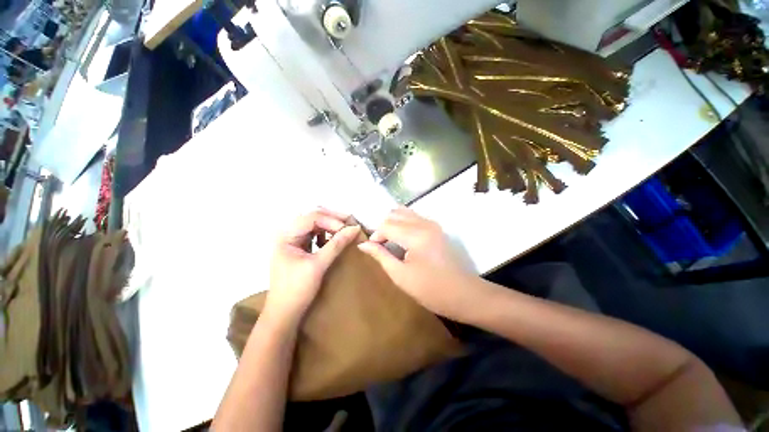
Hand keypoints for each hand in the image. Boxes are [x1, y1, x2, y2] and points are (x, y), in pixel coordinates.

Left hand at [264, 208, 359, 326]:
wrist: (285, 314)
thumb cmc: (297, 290)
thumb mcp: (319, 265)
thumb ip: (336, 244)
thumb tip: (354, 228)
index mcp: (286, 236)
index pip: (311, 218)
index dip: (331, 220)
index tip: (348, 228)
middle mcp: (287, 234)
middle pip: (312, 218)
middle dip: (332, 219)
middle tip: (350, 222)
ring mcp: (292, 241)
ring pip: (314, 224)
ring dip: (330, 225)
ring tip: (344, 228)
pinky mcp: (298, 248)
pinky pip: (314, 234)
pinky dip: (326, 234)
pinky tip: (334, 238)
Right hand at [358, 208, 481, 321]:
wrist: (463, 294)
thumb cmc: (430, 289)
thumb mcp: (400, 275)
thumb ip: (381, 255)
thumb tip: (363, 244)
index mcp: (415, 236)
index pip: (386, 224)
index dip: (376, 235)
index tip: (373, 249)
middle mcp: (424, 223)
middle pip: (394, 214)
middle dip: (383, 227)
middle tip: (381, 245)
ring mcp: (432, 224)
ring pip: (404, 212)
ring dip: (393, 223)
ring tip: (390, 240)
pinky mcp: (436, 227)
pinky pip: (414, 217)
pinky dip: (403, 222)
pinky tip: (402, 237)